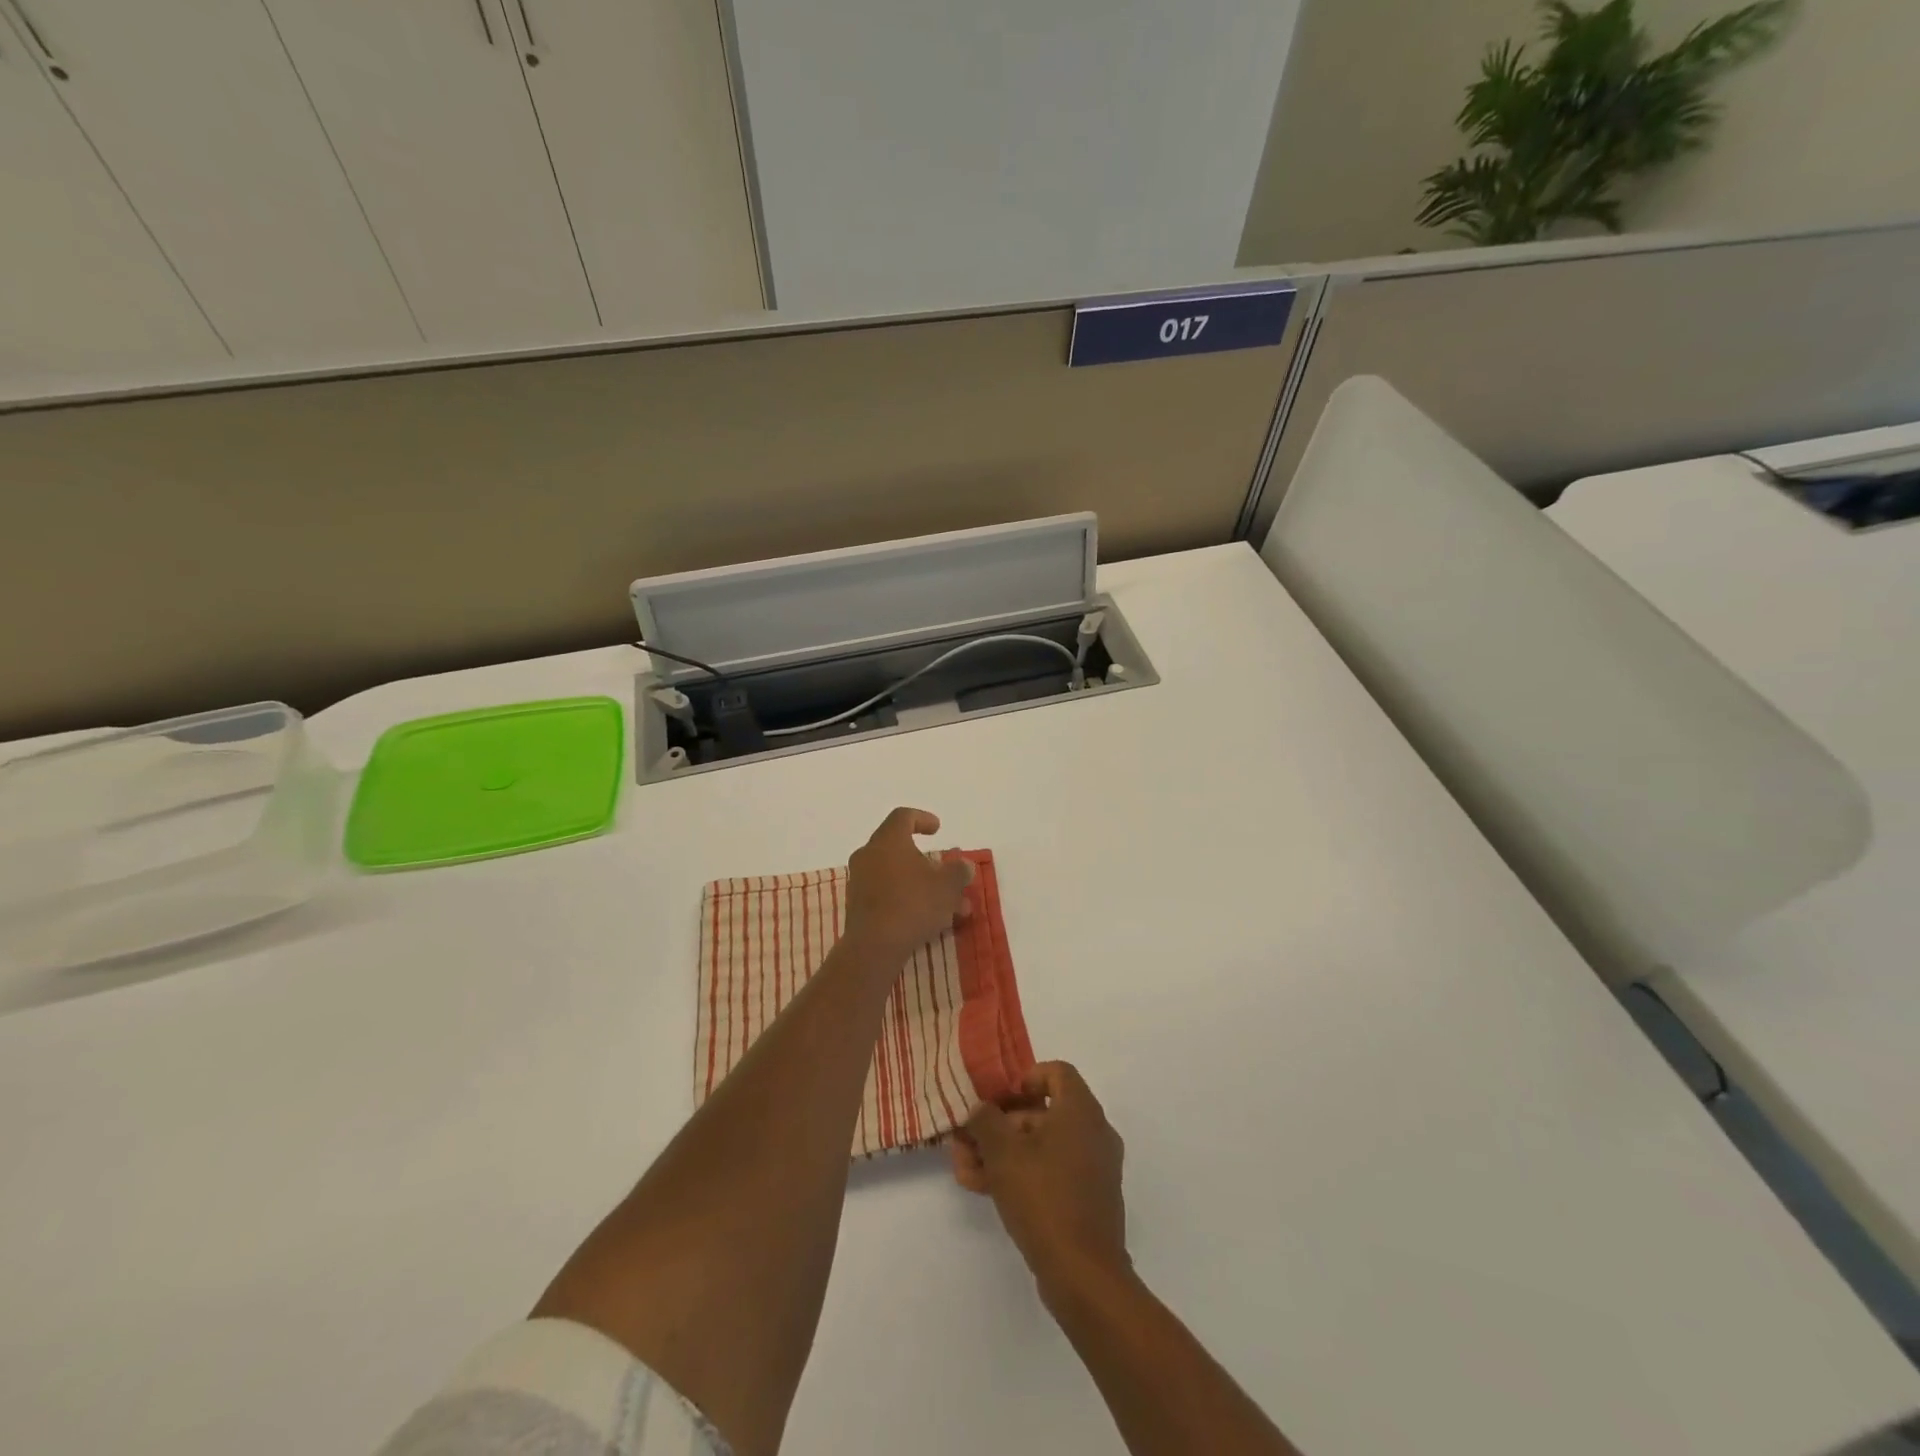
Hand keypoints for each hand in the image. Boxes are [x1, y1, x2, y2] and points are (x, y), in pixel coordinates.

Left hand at [843, 807, 974, 963]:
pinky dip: (908, 900)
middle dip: (929, 864)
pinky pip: (887, 895)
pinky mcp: (857, 906)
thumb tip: (963, 865)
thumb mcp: (948, 885)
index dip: (922, 819)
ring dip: (923, 887)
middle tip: (949, 876)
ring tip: (951, 908)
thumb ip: (959, 871)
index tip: (938, 829)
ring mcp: (860, 881)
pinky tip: (930, 920)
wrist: (874, 946)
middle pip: (901, 850)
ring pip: (898, 876)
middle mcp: (869, 855)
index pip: (903, 817)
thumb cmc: (913, 904)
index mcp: (888, 840)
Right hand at [953, 1062, 1129, 1303]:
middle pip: (1042, 1113)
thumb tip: (980, 1109)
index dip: (1024, 1079)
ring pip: (1040, 1147)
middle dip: (999, 1125)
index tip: (997, 1099)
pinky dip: (1019, 1175)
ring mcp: (1093, 1169)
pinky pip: (1050, 1173)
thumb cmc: (1044, 1197)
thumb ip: (986, 1120)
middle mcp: (1093, 1132)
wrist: (1084, 1275)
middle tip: (966, 1139)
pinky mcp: (1086, 1200)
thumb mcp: (1003, 1152)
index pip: (1056, 1072)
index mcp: (1081, 1111)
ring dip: (1001, 1153)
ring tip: (964, 1169)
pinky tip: (982, 1189)